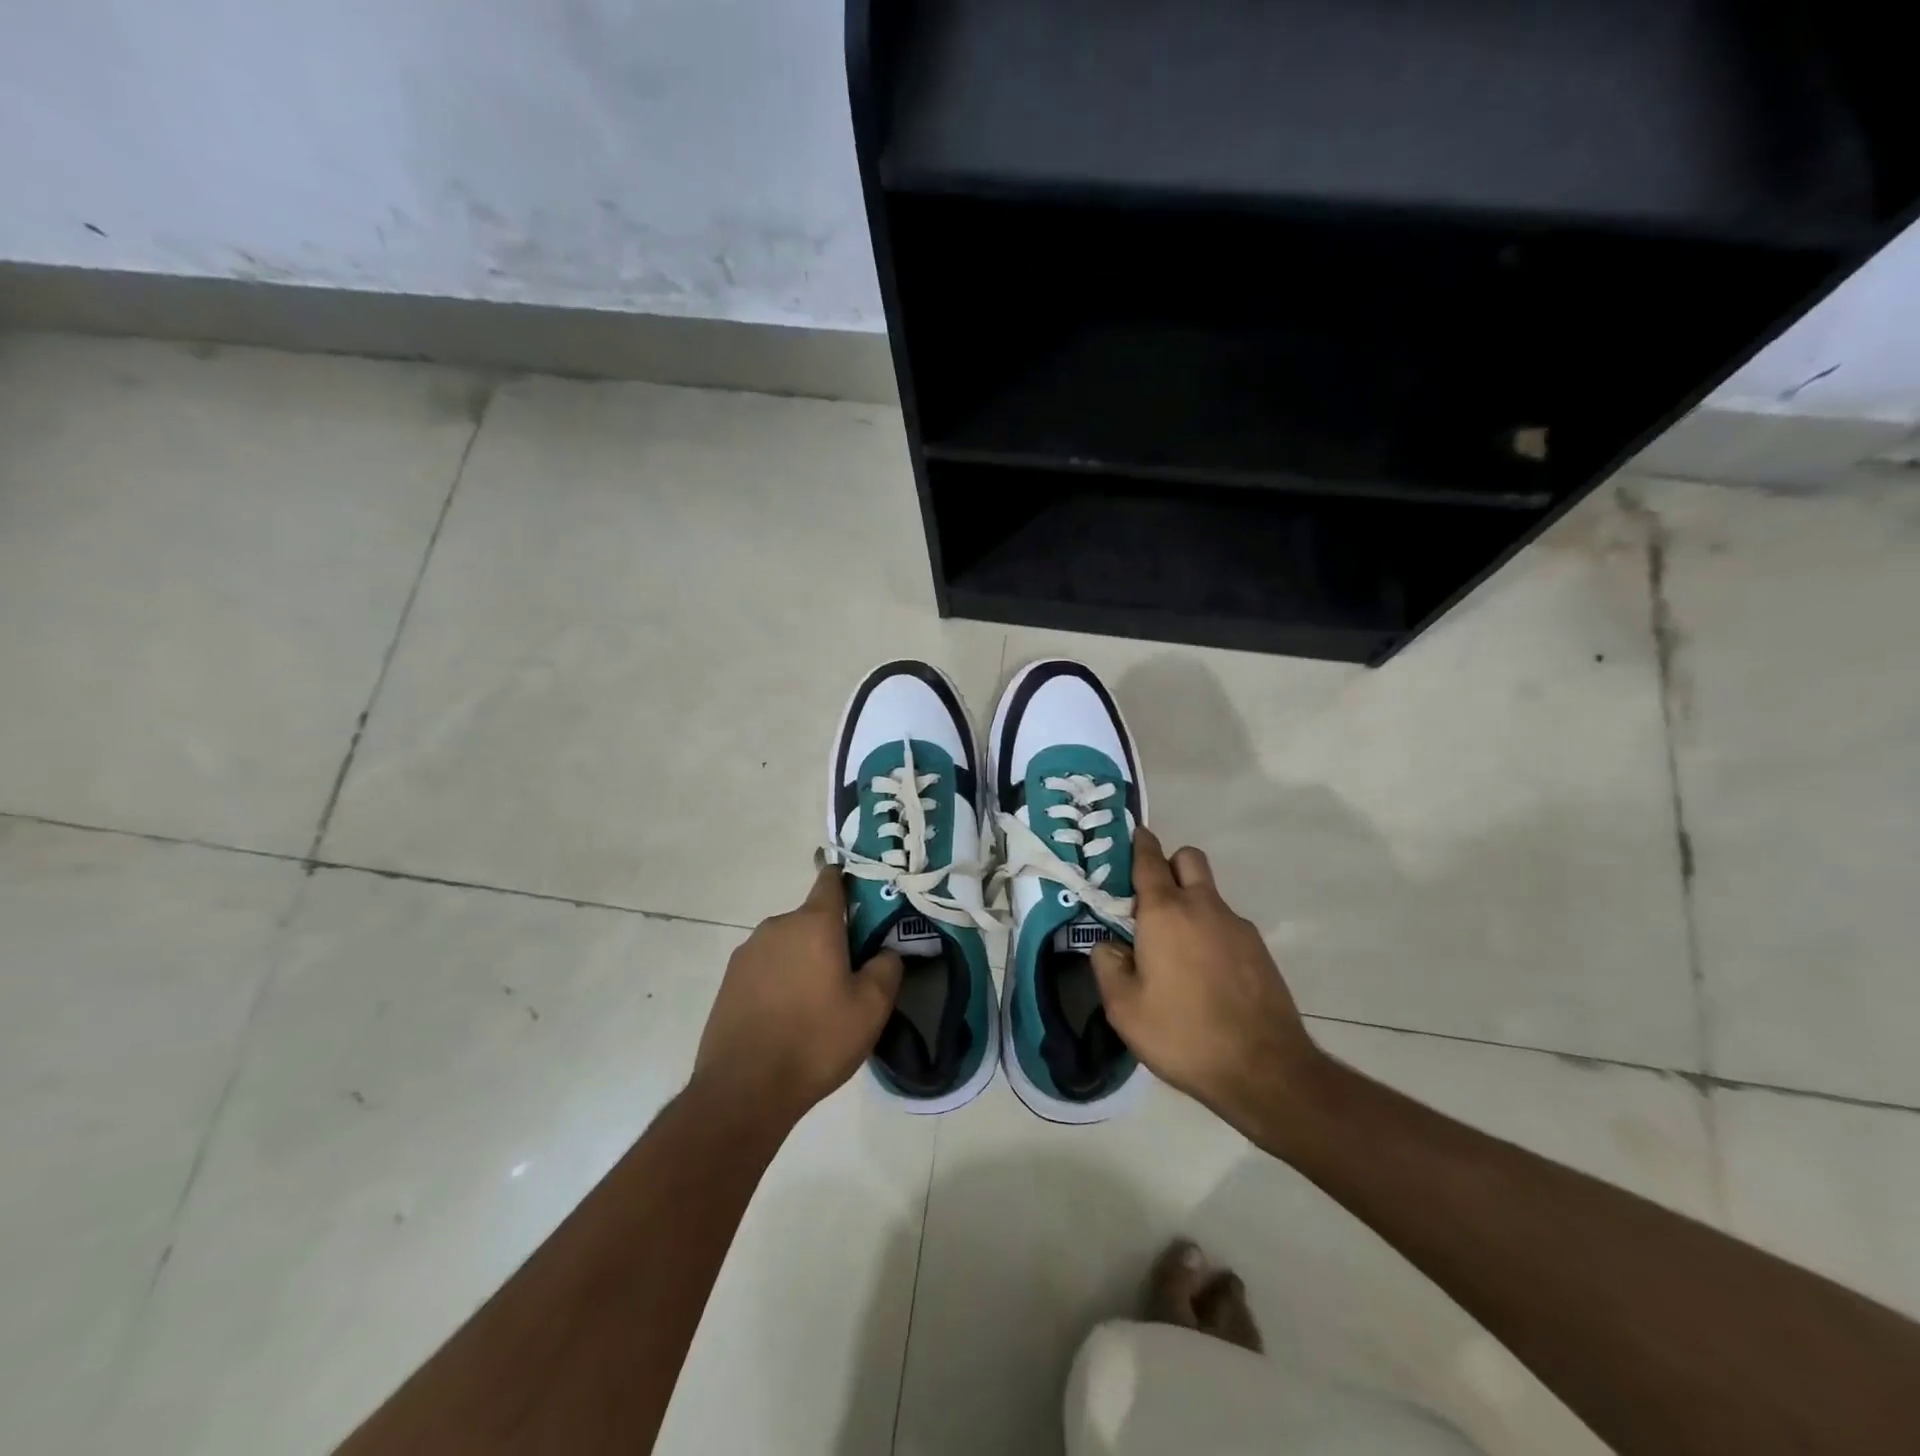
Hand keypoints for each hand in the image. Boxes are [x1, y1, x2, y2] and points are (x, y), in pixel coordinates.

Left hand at [694, 867, 903, 1120]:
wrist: (744, 1090)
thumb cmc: (816, 1041)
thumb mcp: (871, 1008)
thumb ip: (887, 968)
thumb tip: (886, 951)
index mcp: (813, 924)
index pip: (830, 881)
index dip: (846, 880)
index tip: (861, 892)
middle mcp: (777, 927)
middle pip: (811, 919)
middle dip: (831, 937)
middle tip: (850, 972)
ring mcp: (748, 953)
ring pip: (788, 945)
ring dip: (804, 961)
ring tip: (818, 1003)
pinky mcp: (729, 981)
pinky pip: (766, 969)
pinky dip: (780, 981)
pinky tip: (788, 1017)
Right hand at [1090, 828, 1324, 1140]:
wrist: (1265, 1071)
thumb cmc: (1183, 1034)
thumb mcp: (1124, 1008)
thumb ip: (1107, 965)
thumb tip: (1109, 945)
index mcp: (1165, 912)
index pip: (1149, 859)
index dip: (1137, 843)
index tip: (1129, 837)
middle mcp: (1203, 907)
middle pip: (1188, 859)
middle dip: (1169, 865)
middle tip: (1149, 901)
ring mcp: (1237, 926)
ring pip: (1208, 894)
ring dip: (1190, 904)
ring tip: (1174, 952)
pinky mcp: (1259, 950)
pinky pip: (1226, 925)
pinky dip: (1210, 933)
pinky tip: (1204, 976)